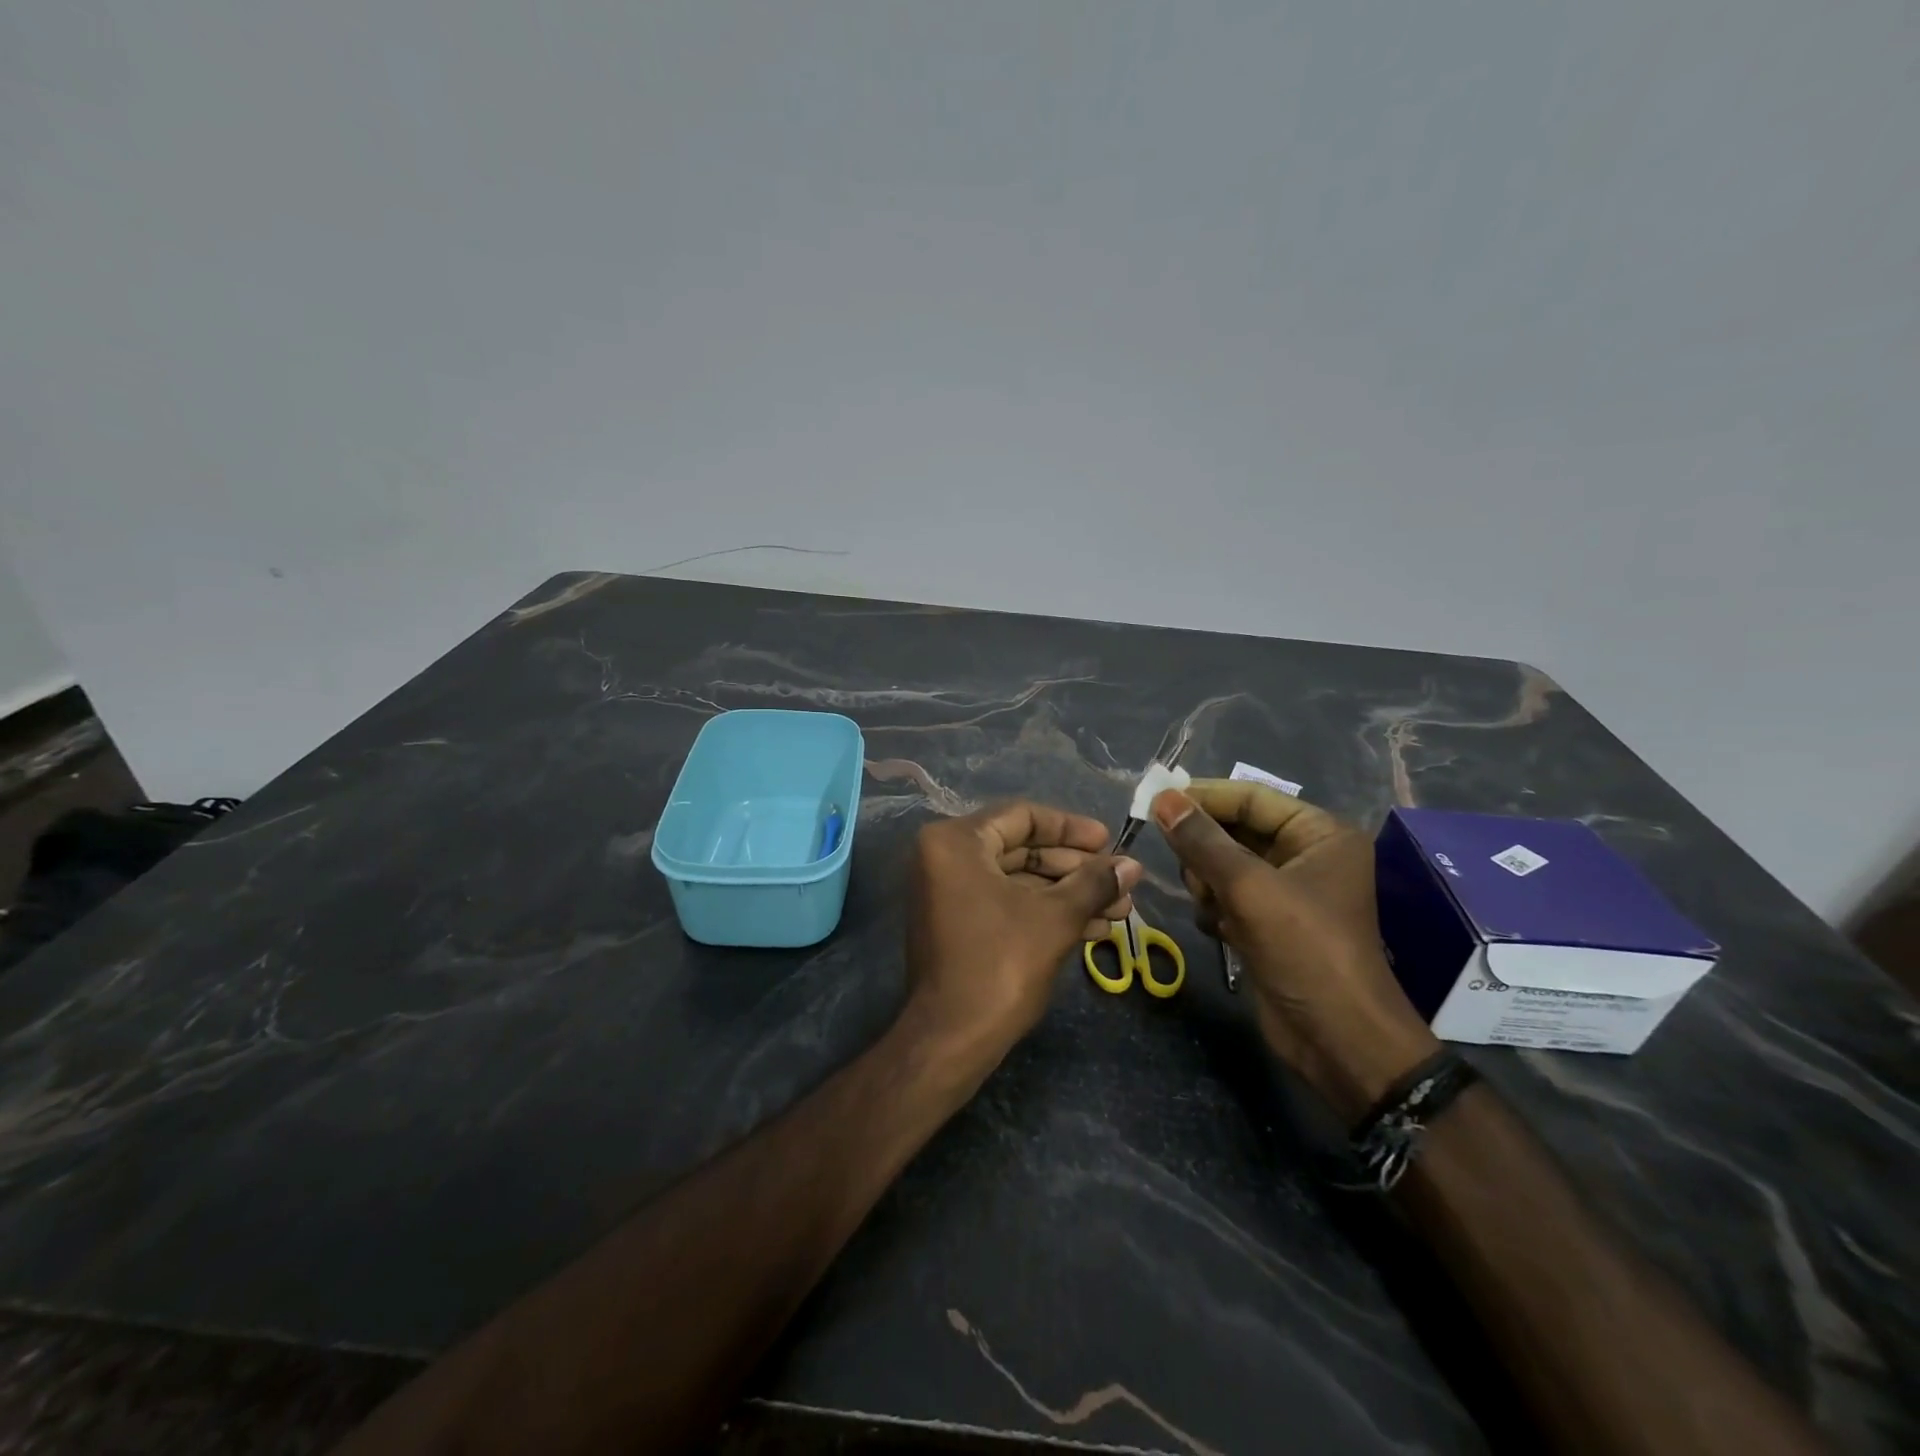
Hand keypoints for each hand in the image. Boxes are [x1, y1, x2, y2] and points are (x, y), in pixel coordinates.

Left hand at [903, 801, 1141, 1063]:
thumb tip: (1133, 864)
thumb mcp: (1055, 918)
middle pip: (1022, 849)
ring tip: (1120, 910)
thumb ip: (1094, 883)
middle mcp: (944, 858)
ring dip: (1068, 894)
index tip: (1110, 841)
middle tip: (1121, 882)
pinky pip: (1006, 903)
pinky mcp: (957, 923)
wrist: (951, 1040)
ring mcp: (948, 892)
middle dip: (1076, 869)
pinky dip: (1045, 912)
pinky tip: (1093, 928)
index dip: (1071, 828)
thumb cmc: (1000, 965)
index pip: (1022, 816)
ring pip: (1019, 880)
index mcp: (955, 842)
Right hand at [1150, 781, 1438, 1122]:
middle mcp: (1305, 856)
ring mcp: (1285, 893)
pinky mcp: (1268, 924)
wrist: (1337, 1040)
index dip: (1204, 797)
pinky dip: (1214, 908)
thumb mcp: (1250, 888)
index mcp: (1319, 835)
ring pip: (1223, 866)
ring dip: (1208, 884)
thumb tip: (1163, 798)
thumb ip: (1203, 841)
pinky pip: (1226, 897)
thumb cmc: (1305, 950)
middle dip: (1206, 851)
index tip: (1156, 800)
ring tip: (1211, 906)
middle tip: (1190, 870)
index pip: (1251, 798)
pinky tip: (1218, 930)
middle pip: (1234, 831)